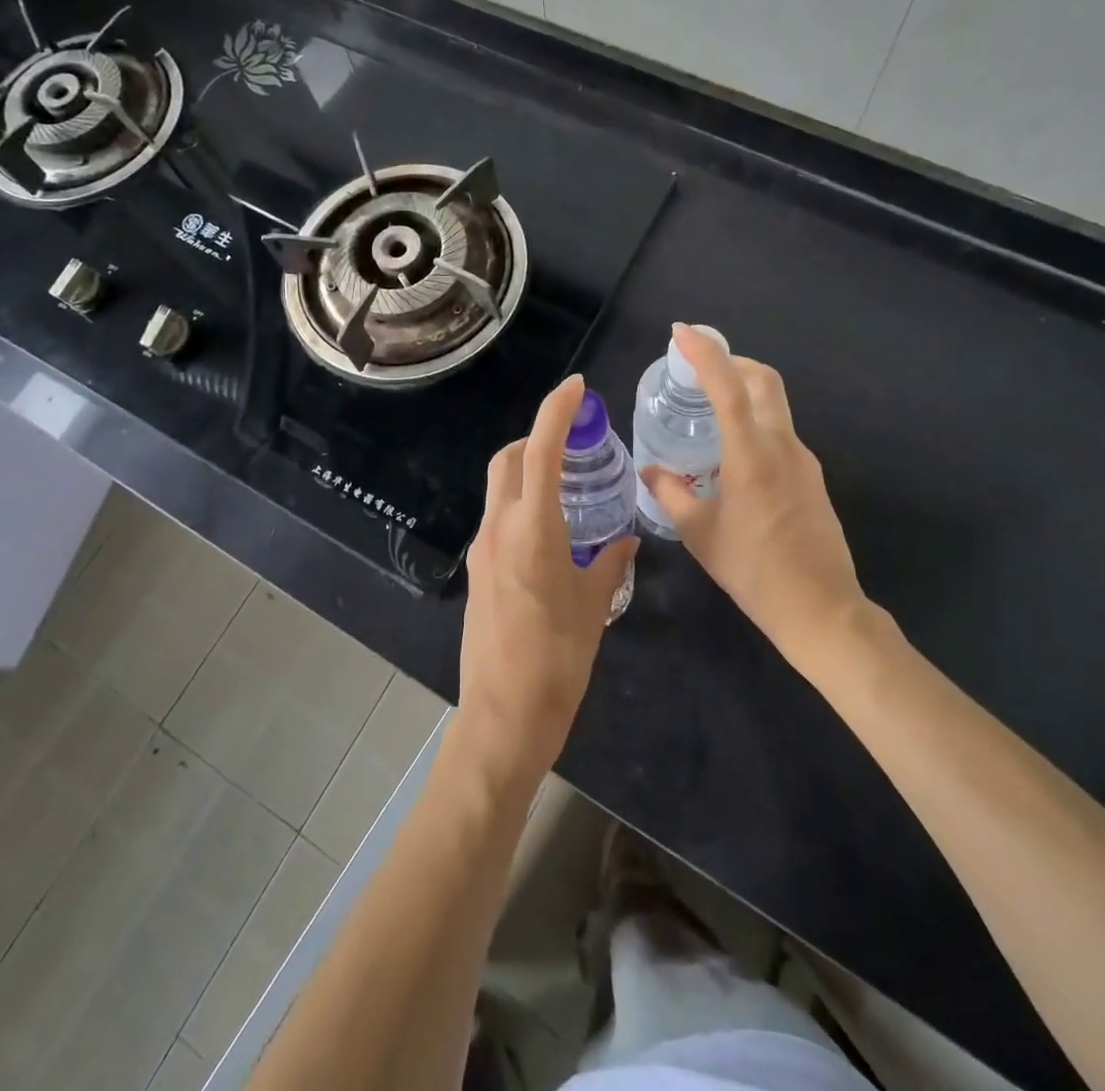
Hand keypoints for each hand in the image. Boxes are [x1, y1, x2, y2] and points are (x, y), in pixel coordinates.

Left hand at [457, 375, 637, 782]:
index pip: (539, 452)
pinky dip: (521, 504)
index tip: (575, 388)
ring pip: (499, 488)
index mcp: (531, 530)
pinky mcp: (478, 571)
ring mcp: (483, 549)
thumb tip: (626, 540)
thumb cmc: (558, 661)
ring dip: (527, 471)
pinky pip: (498, 518)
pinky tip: (552, 530)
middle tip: (574, 443)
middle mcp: (499, 529)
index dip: (555, 412)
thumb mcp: (594, 607)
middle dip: (537, 438)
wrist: (504, 716)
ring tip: (568, 484)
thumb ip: (611, 563)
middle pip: (508, 460)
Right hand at [640, 324, 877, 666]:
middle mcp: (783, 446)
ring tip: (707, 413)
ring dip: (743, 394)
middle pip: (764, 380)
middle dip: (731, 361)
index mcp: (752, 454)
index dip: (704, 352)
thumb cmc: (752, 570)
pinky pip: (780, 435)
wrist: (820, 609)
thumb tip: (651, 472)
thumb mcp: (699, 533)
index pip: (727, 386)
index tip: (681, 332)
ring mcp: (804, 461)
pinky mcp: (812, 478)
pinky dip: (754, 425)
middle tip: (697, 366)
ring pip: (774, 406)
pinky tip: (731, 457)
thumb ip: (671, 494)